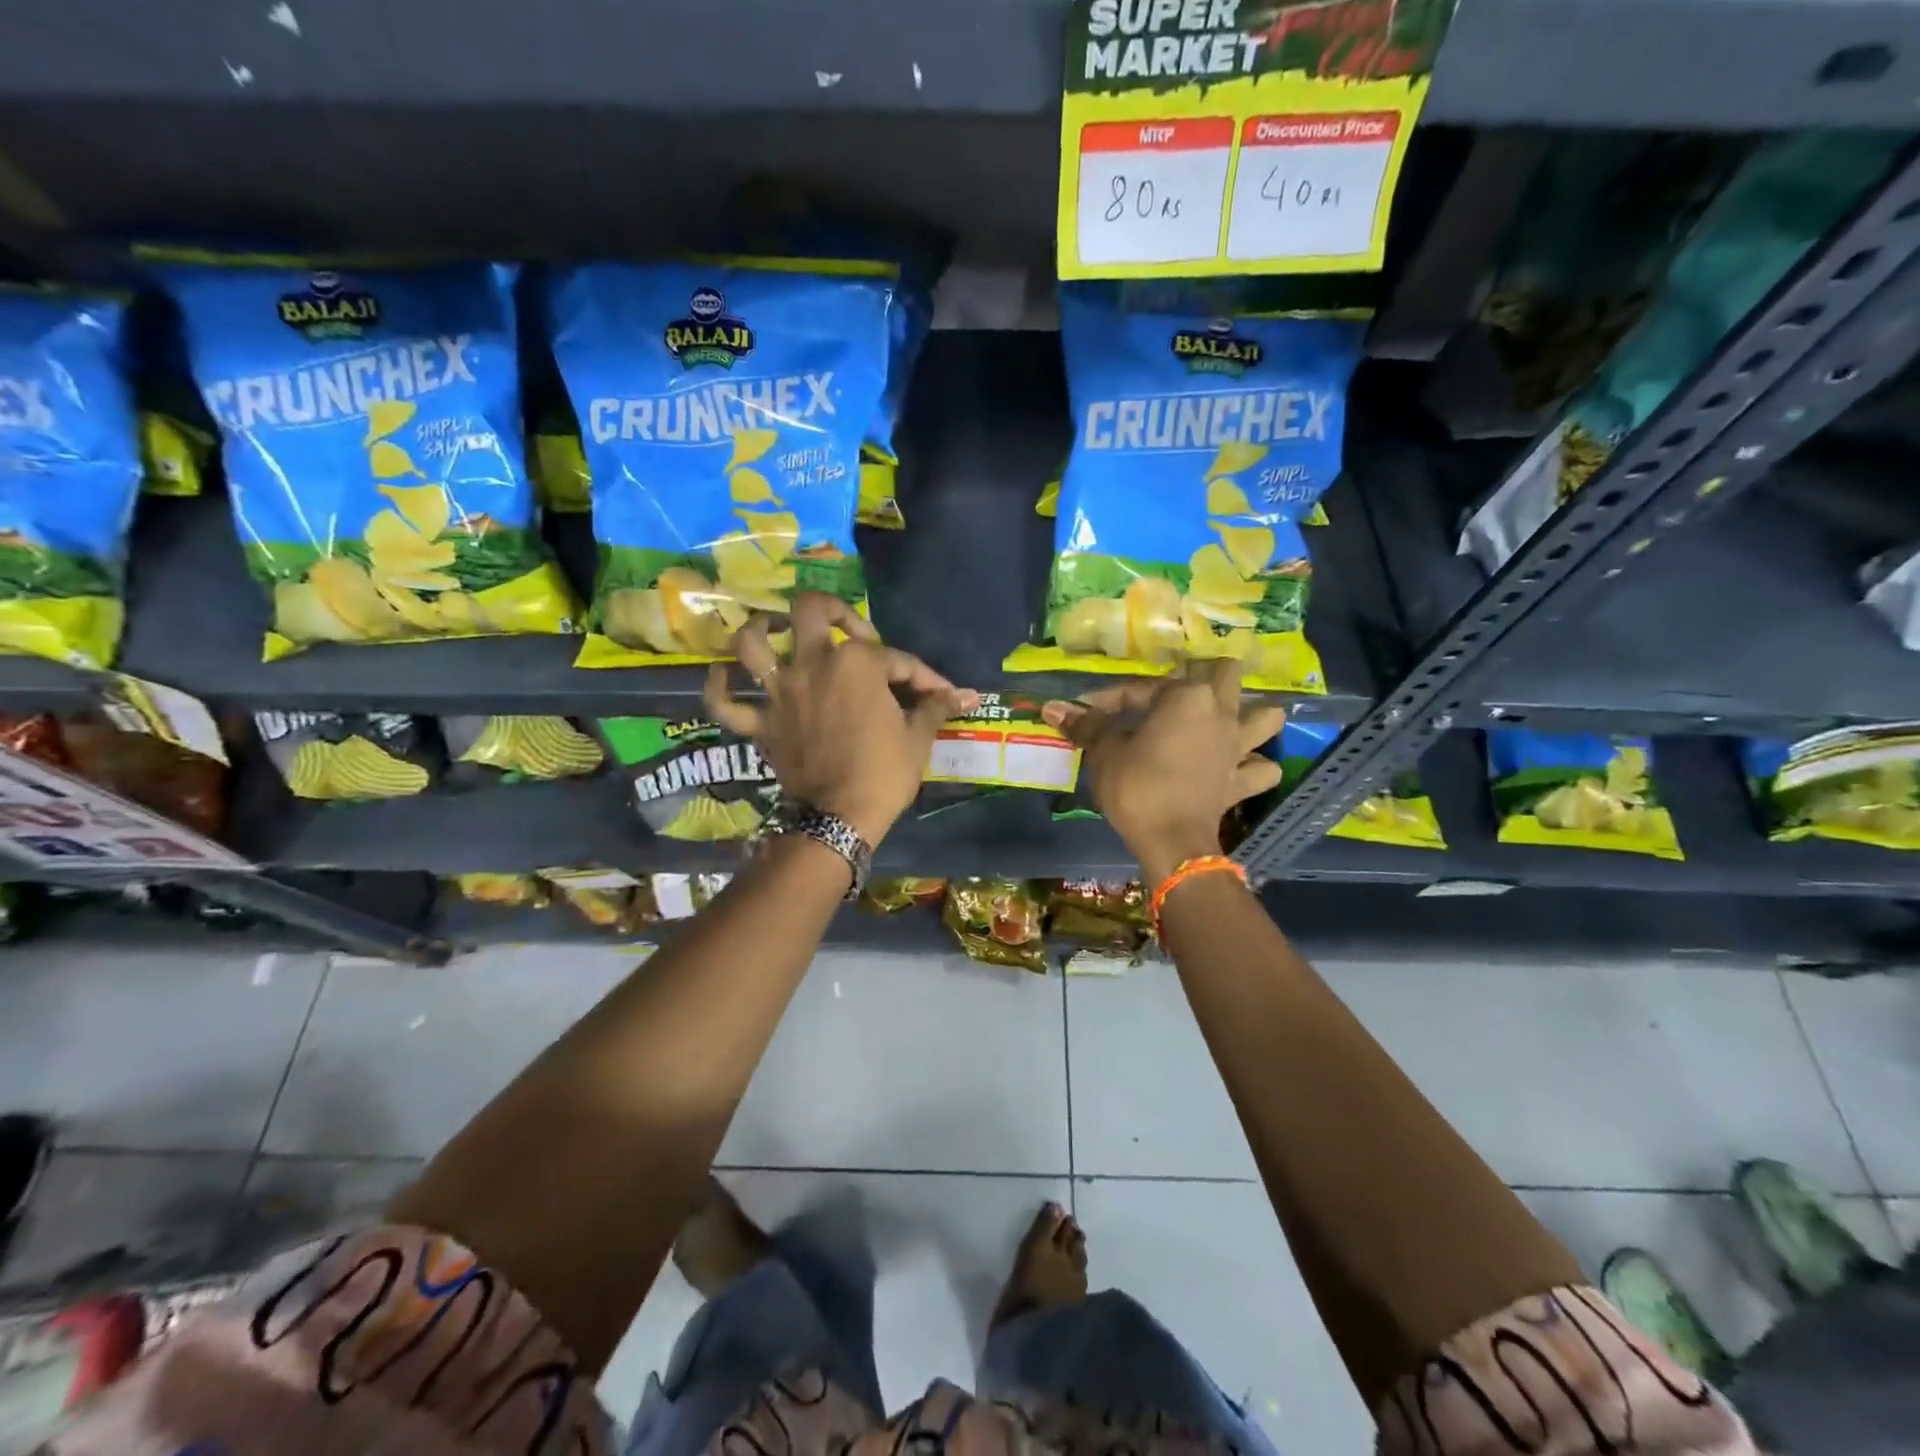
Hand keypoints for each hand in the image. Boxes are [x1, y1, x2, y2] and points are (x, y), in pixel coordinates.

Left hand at [705, 592, 975, 845]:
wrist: (840, 818)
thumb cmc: (884, 773)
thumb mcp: (917, 737)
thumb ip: (936, 706)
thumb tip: (969, 695)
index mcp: (856, 662)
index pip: (895, 658)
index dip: (922, 675)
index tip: (940, 694)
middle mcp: (812, 664)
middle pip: (809, 612)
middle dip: (830, 609)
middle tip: (844, 627)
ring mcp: (780, 692)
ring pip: (752, 645)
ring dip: (760, 631)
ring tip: (772, 630)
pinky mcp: (760, 724)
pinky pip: (725, 703)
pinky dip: (719, 688)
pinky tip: (723, 676)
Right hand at [1043, 660, 1285, 883]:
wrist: (1171, 842)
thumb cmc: (1136, 787)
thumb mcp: (1104, 752)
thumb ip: (1087, 725)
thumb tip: (1052, 707)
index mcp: (1186, 697)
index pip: (1141, 687)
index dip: (1110, 698)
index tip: (1087, 711)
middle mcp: (1221, 713)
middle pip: (1227, 674)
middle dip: (1207, 675)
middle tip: (1178, 692)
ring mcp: (1239, 747)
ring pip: (1266, 716)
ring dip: (1251, 715)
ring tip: (1228, 721)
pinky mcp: (1243, 781)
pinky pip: (1263, 769)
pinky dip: (1255, 767)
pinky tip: (1239, 768)